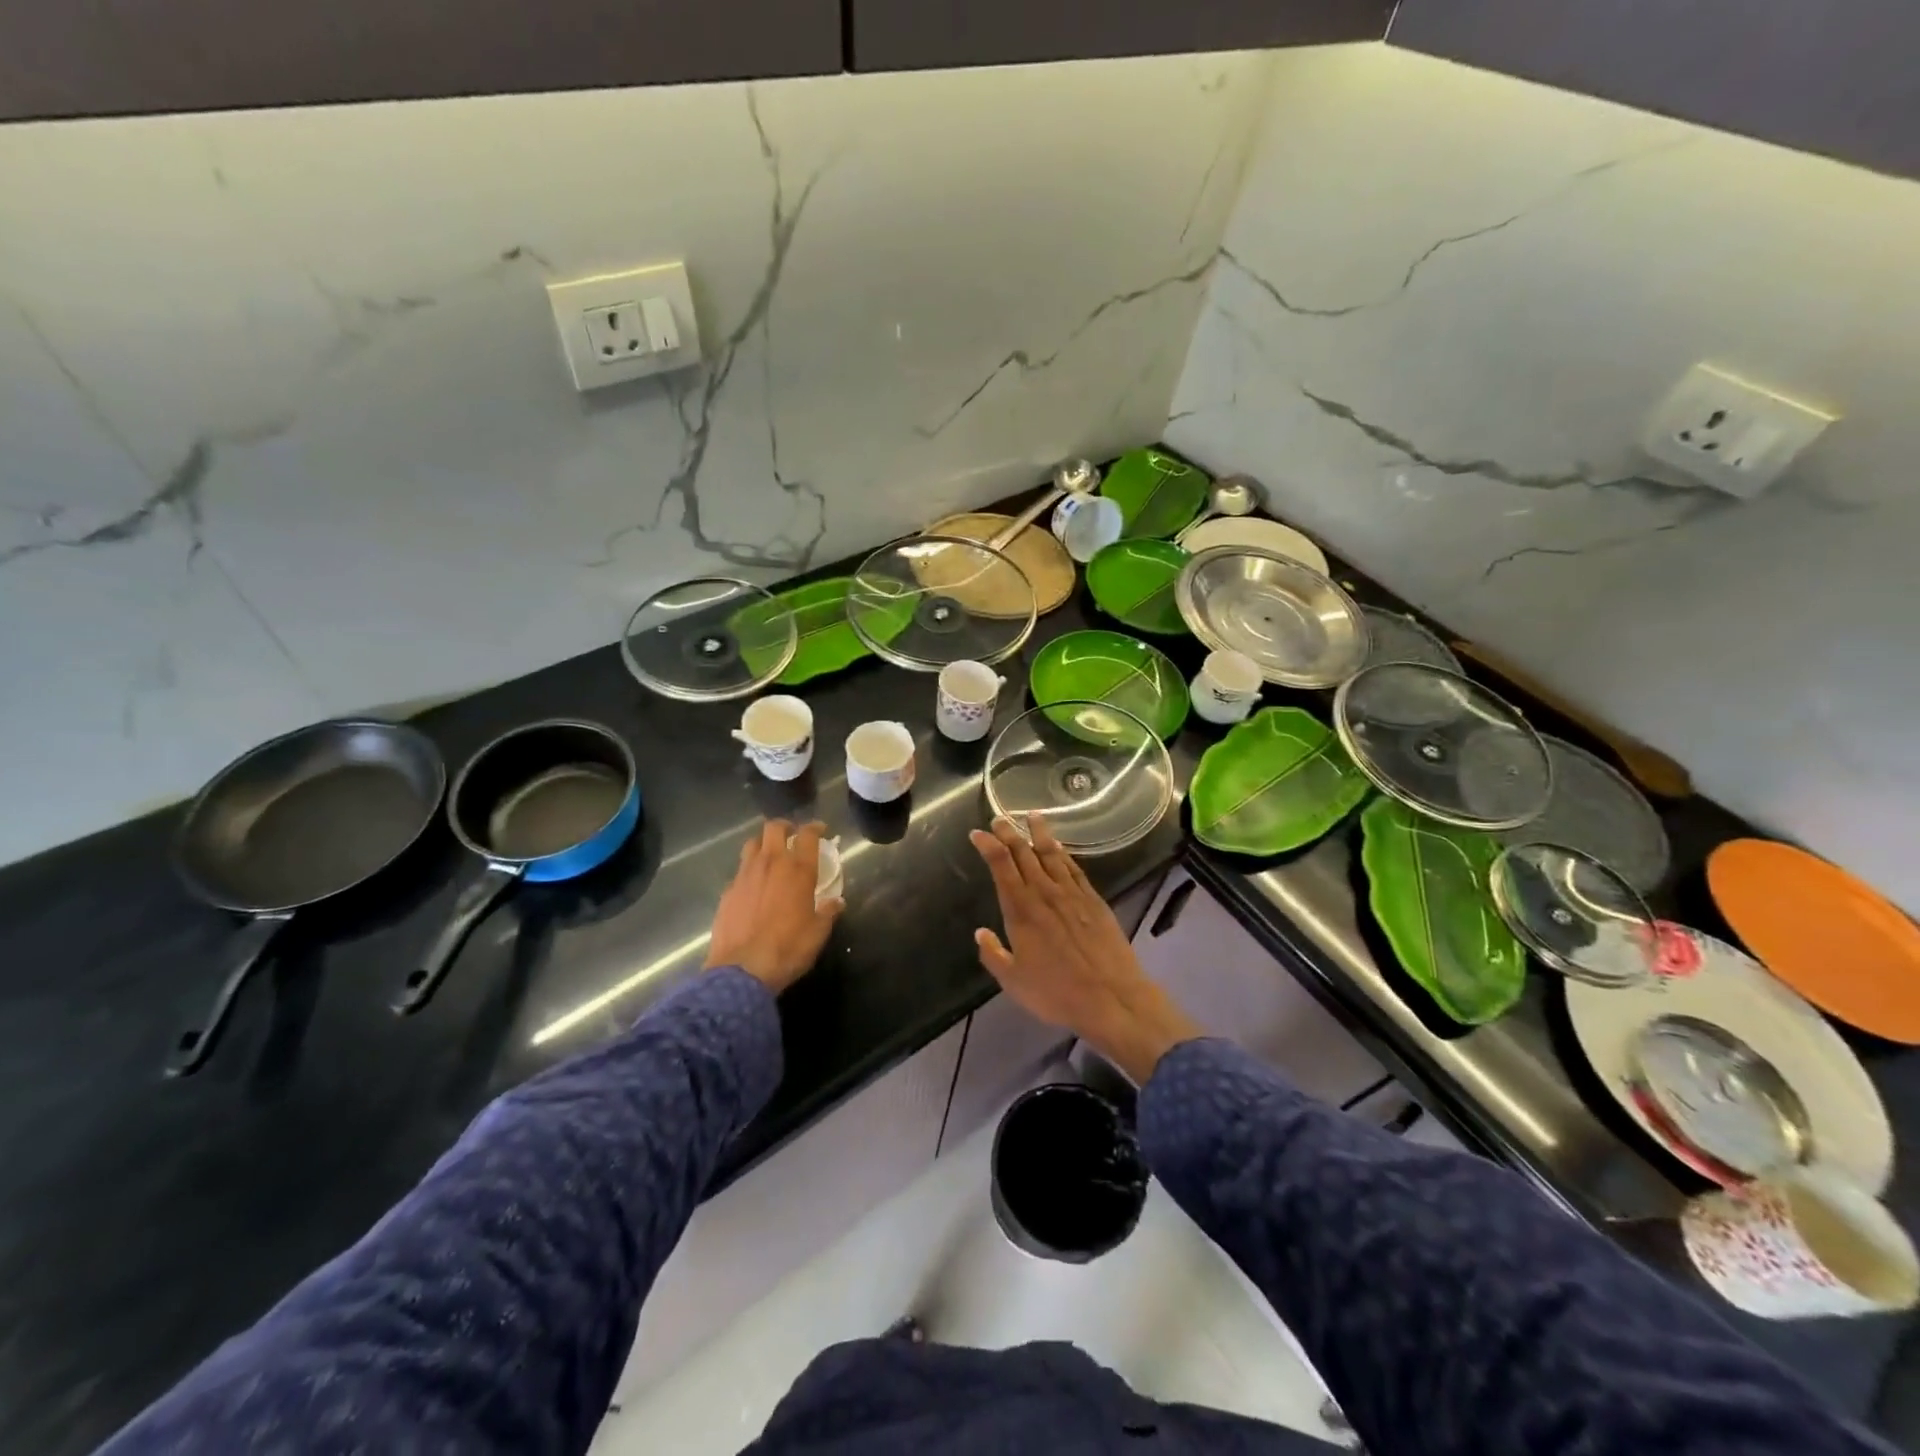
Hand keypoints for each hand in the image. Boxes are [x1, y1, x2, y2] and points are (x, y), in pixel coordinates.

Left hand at [707, 819, 842, 993]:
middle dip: (785, 826)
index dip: (814, 828)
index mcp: (798, 870)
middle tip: (792, 835)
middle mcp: (771, 864)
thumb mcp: (818, 933)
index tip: (820, 829)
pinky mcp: (728, 891)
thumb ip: (828, 912)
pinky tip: (753, 886)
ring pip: (752, 844)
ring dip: (763, 844)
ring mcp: (745, 875)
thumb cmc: (788, 949)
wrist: (742, 970)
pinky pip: (740, 871)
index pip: (807, 835)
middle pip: (774, 828)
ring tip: (770, 855)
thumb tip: (837, 902)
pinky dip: (749, 871)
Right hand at [969, 815, 1199, 1083]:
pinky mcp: (1094, 900)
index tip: (978, 834)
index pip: (1001, 866)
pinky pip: (1074, 868)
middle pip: (1024, 853)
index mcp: (1021, 910)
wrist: (1111, 997)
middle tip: (999, 817)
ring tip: (1032, 816)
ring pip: (1052, 854)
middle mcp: (1045, 894)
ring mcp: (1072, 894)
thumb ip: (994, 955)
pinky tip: (1060, 847)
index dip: (988, 846)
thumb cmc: (1056, 993)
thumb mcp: (1013, 982)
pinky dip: (1064, 853)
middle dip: (1009, 833)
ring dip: (1039, 833)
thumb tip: (980, 932)